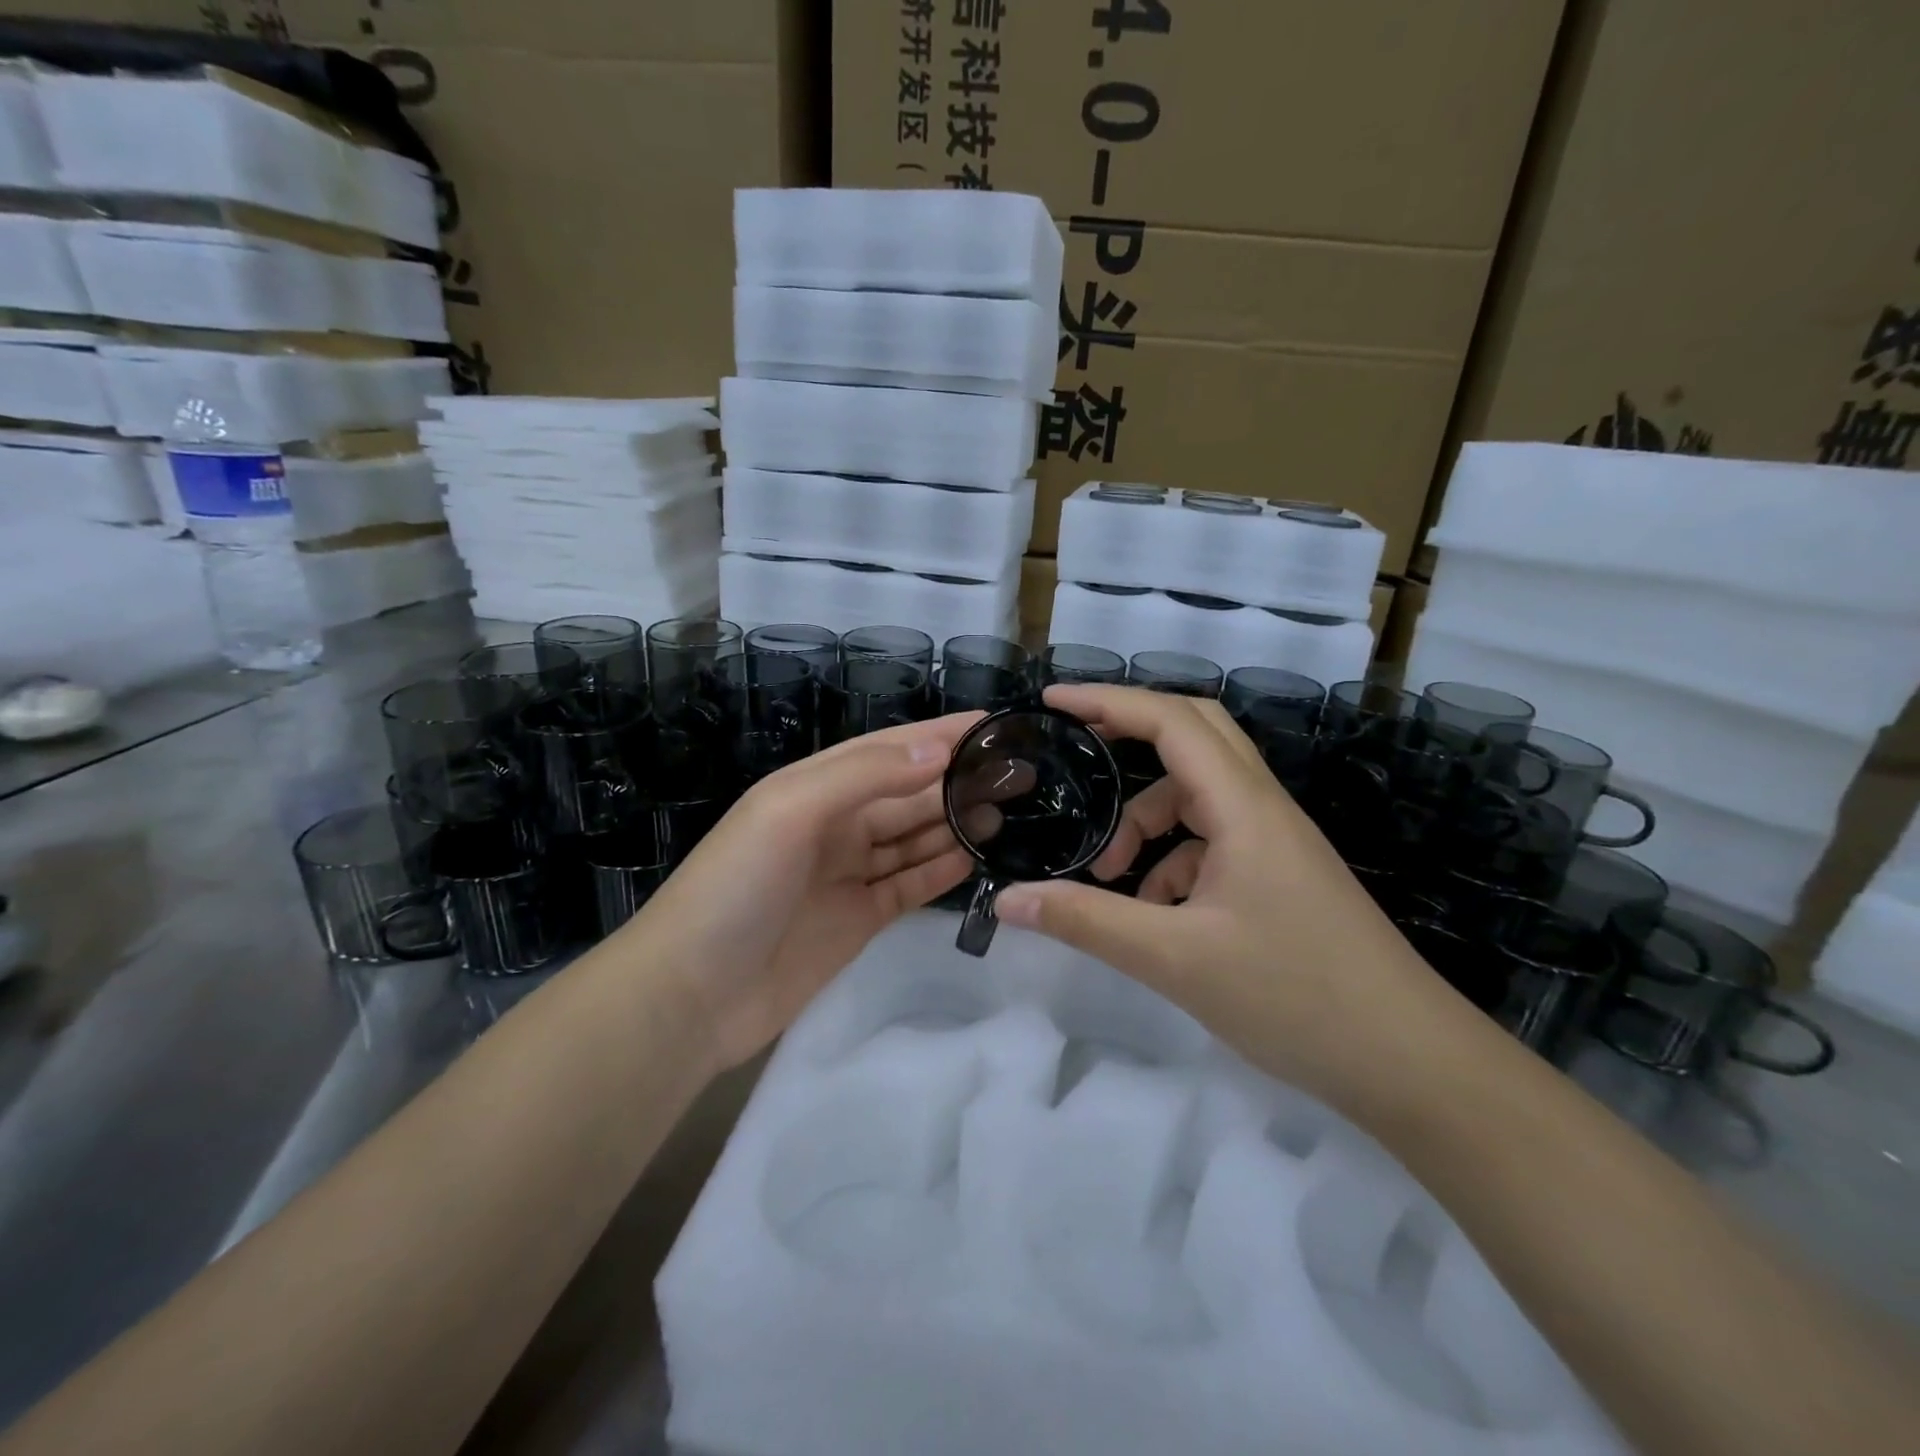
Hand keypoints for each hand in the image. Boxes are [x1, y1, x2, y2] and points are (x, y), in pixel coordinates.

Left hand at [619, 714, 981, 1070]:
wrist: (692, 994)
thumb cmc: (736, 887)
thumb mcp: (789, 810)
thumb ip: (864, 776)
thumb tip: (938, 752)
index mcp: (815, 787)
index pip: (889, 750)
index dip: (939, 735)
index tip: (992, 725)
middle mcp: (836, 823)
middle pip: (909, 793)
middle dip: (958, 779)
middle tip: (1019, 773)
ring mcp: (850, 873)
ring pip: (915, 836)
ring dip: (956, 821)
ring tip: (1010, 808)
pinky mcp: (861, 917)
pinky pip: (911, 883)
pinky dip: (942, 868)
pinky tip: (978, 854)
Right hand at [994, 686, 1485, 1109]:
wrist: (1412, 1064)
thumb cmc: (1296, 998)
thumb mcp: (1175, 959)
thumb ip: (1087, 921)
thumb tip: (1009, 900)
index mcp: (1244, 807)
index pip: (1171, 720)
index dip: (1108, 701)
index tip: (1052, 703)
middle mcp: (1262, 808)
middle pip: (1193, 736)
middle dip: (1129, 736)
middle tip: (1075, 750)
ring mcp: (1275, 843)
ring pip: (1198, 797)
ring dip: (1147, 820)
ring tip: (1111, 876)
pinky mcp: (1280, 876)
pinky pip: (1213, 842)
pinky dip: (1173, 861)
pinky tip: (1157, 915)